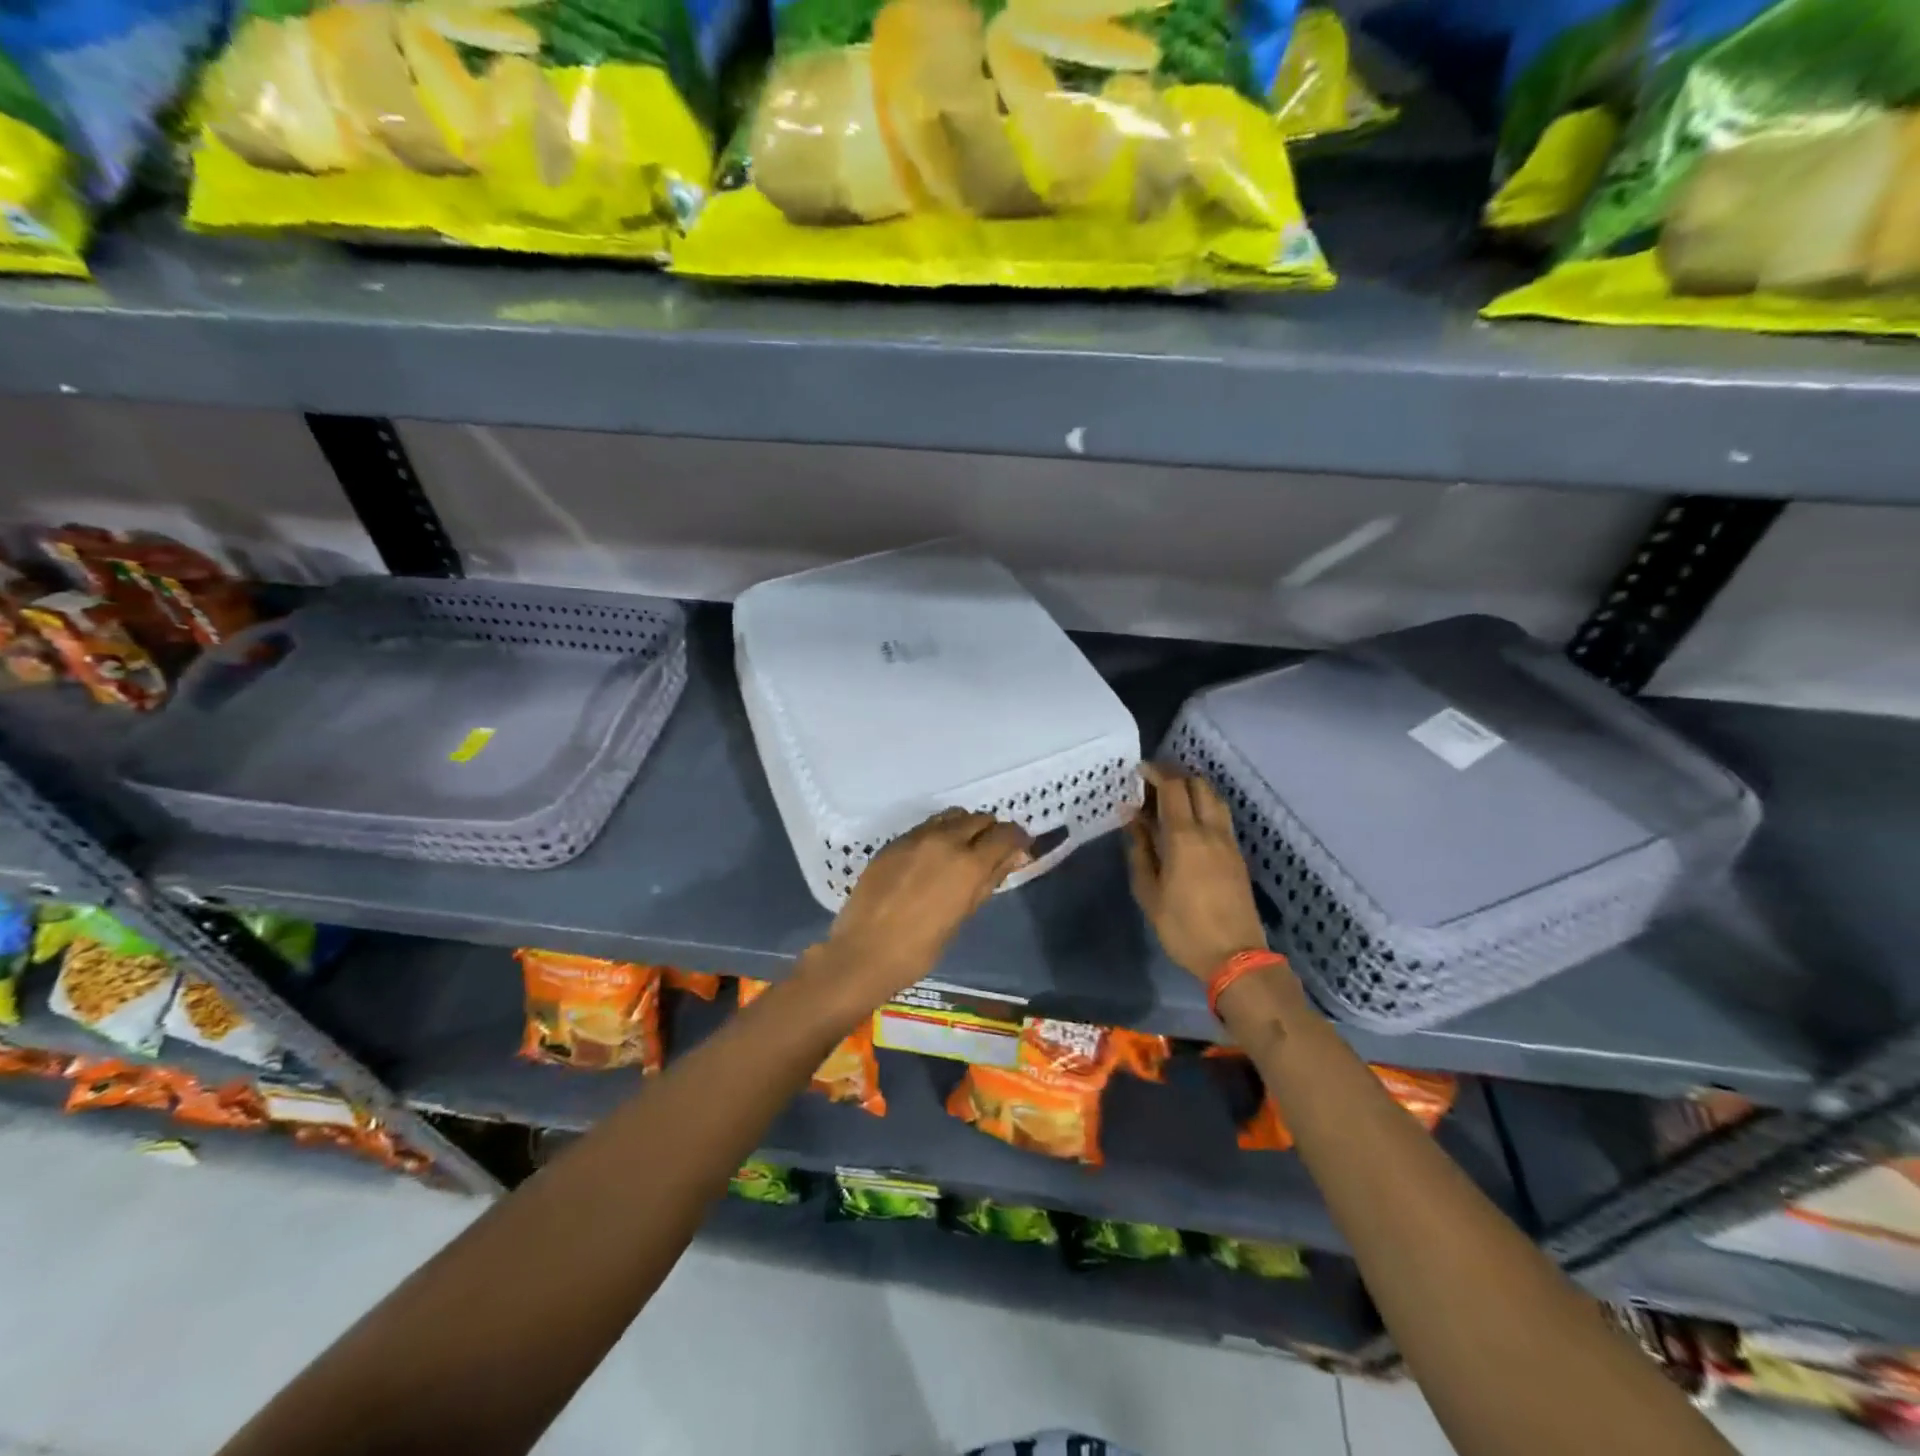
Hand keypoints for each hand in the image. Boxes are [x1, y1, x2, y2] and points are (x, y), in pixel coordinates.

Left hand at [814, 809, 1031, 1004]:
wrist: (863, 952)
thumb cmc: (920, 948)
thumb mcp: (964, 915)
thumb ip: (989, 879)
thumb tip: (1013, 857)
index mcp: (968, 864)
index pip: (1005, 834)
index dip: (1017, 839)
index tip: (1018, 850)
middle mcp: (944, 840)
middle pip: (979, 818)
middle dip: (990, 832)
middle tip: (989, 854)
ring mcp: (916, 837)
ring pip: (952, 816)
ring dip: (964, 828)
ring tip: (960, 852)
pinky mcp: (894, 842)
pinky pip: (926, 827)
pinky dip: (938, 834)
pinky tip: (931, 859)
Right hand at [1126, 763, 1268, 981]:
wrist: (1235, 956)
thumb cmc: (1183, 927)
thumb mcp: (1149, 892)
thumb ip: (1140, 850)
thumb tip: (1132, 818)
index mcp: (1184, 837)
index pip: (1173, 788)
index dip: (1156, 773)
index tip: (1138, 771)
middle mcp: (1210, 831)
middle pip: (1198, 785)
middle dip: (1175, 775)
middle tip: (1152, 783)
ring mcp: (1228, 842)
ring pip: (1214, 798)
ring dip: (1193, 788)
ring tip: (1171, 798)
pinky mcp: (1237, 855)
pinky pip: (1220, 816)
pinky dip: (1203, 806)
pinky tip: (1188, 821)